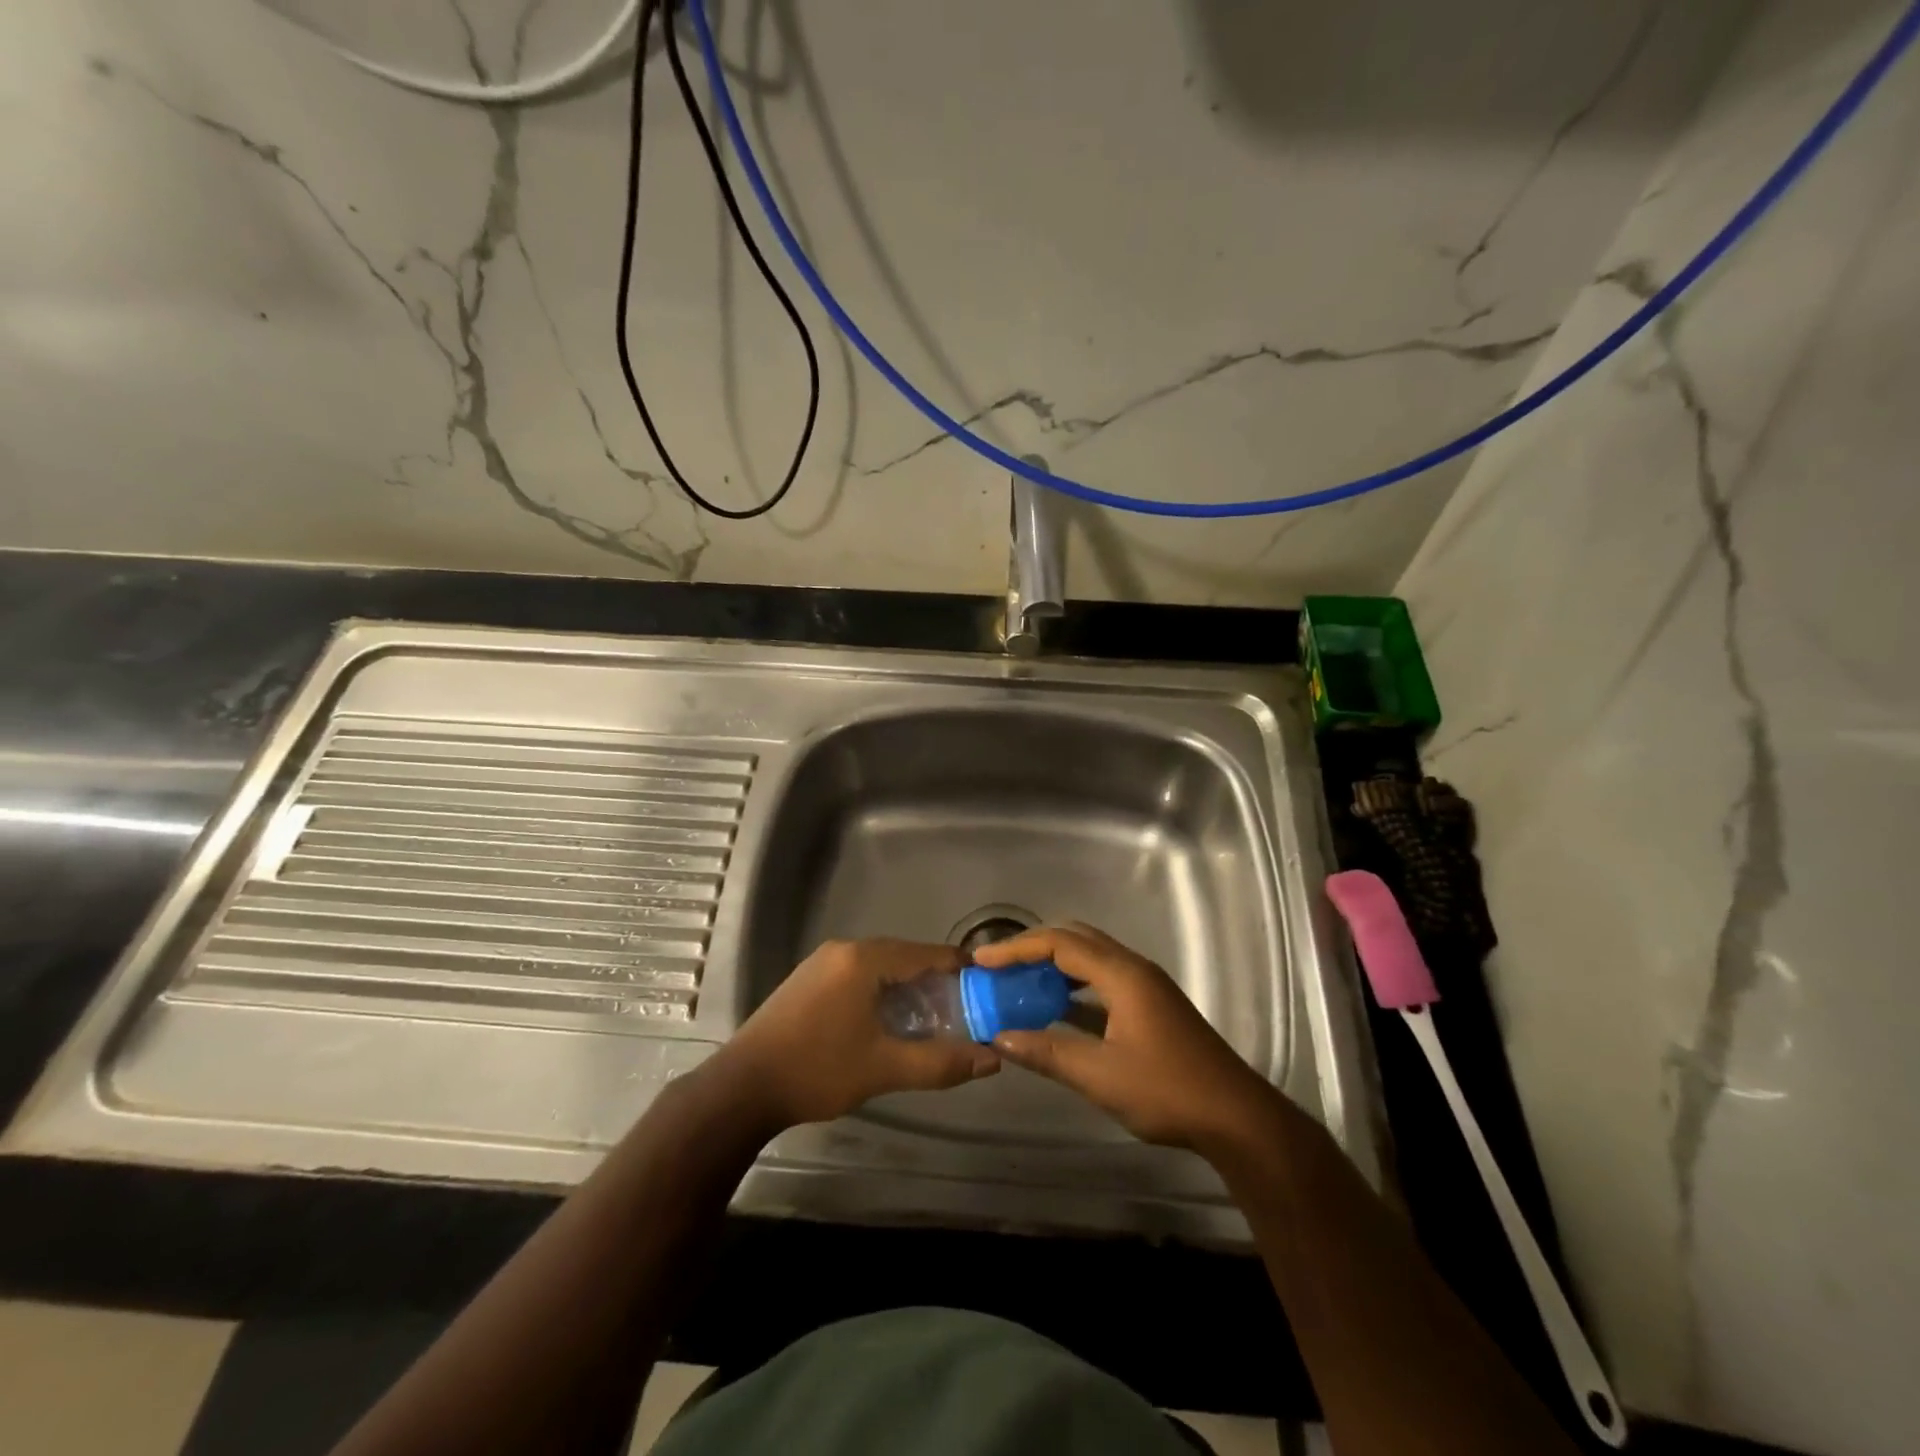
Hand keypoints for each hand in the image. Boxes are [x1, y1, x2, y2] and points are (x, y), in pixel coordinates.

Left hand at [709, 938, 999, 1131]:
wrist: (743, 1087)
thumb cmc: (817, 1070)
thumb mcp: (884, 1068)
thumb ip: (939, 1062)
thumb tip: (991, 1060)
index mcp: (864, 959)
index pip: (925, 953)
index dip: (959, 968)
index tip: (987, 985)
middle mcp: (844, 949)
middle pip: (903, 956)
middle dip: (935, 980)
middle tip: (964, 1008)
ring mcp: (822, 962)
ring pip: (880, 966)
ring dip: (907, 986)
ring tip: (933, 1016)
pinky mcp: (808, 979)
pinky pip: (858, 974)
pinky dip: (881, 990)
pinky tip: (889, 1018)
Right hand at [973, 923, 1280, 1150]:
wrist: (1235, 1118)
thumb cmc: (1167, 1091)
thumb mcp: (1100, 1076)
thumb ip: (1048, 1053)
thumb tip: (1000, 1038)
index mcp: (1122, 975)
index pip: (1060, 943)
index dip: (1017, 948)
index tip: (982, 961)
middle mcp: (1134, 969)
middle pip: (1076, 939)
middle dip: (1034, 947)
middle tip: (998, 965)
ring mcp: (1145, 987)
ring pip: (1091, 958)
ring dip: (1054, 964)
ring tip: (1019, 982)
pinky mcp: (1151, 1006)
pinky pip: (1103, 980)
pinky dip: (1074, 985)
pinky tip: (1055, 1008)